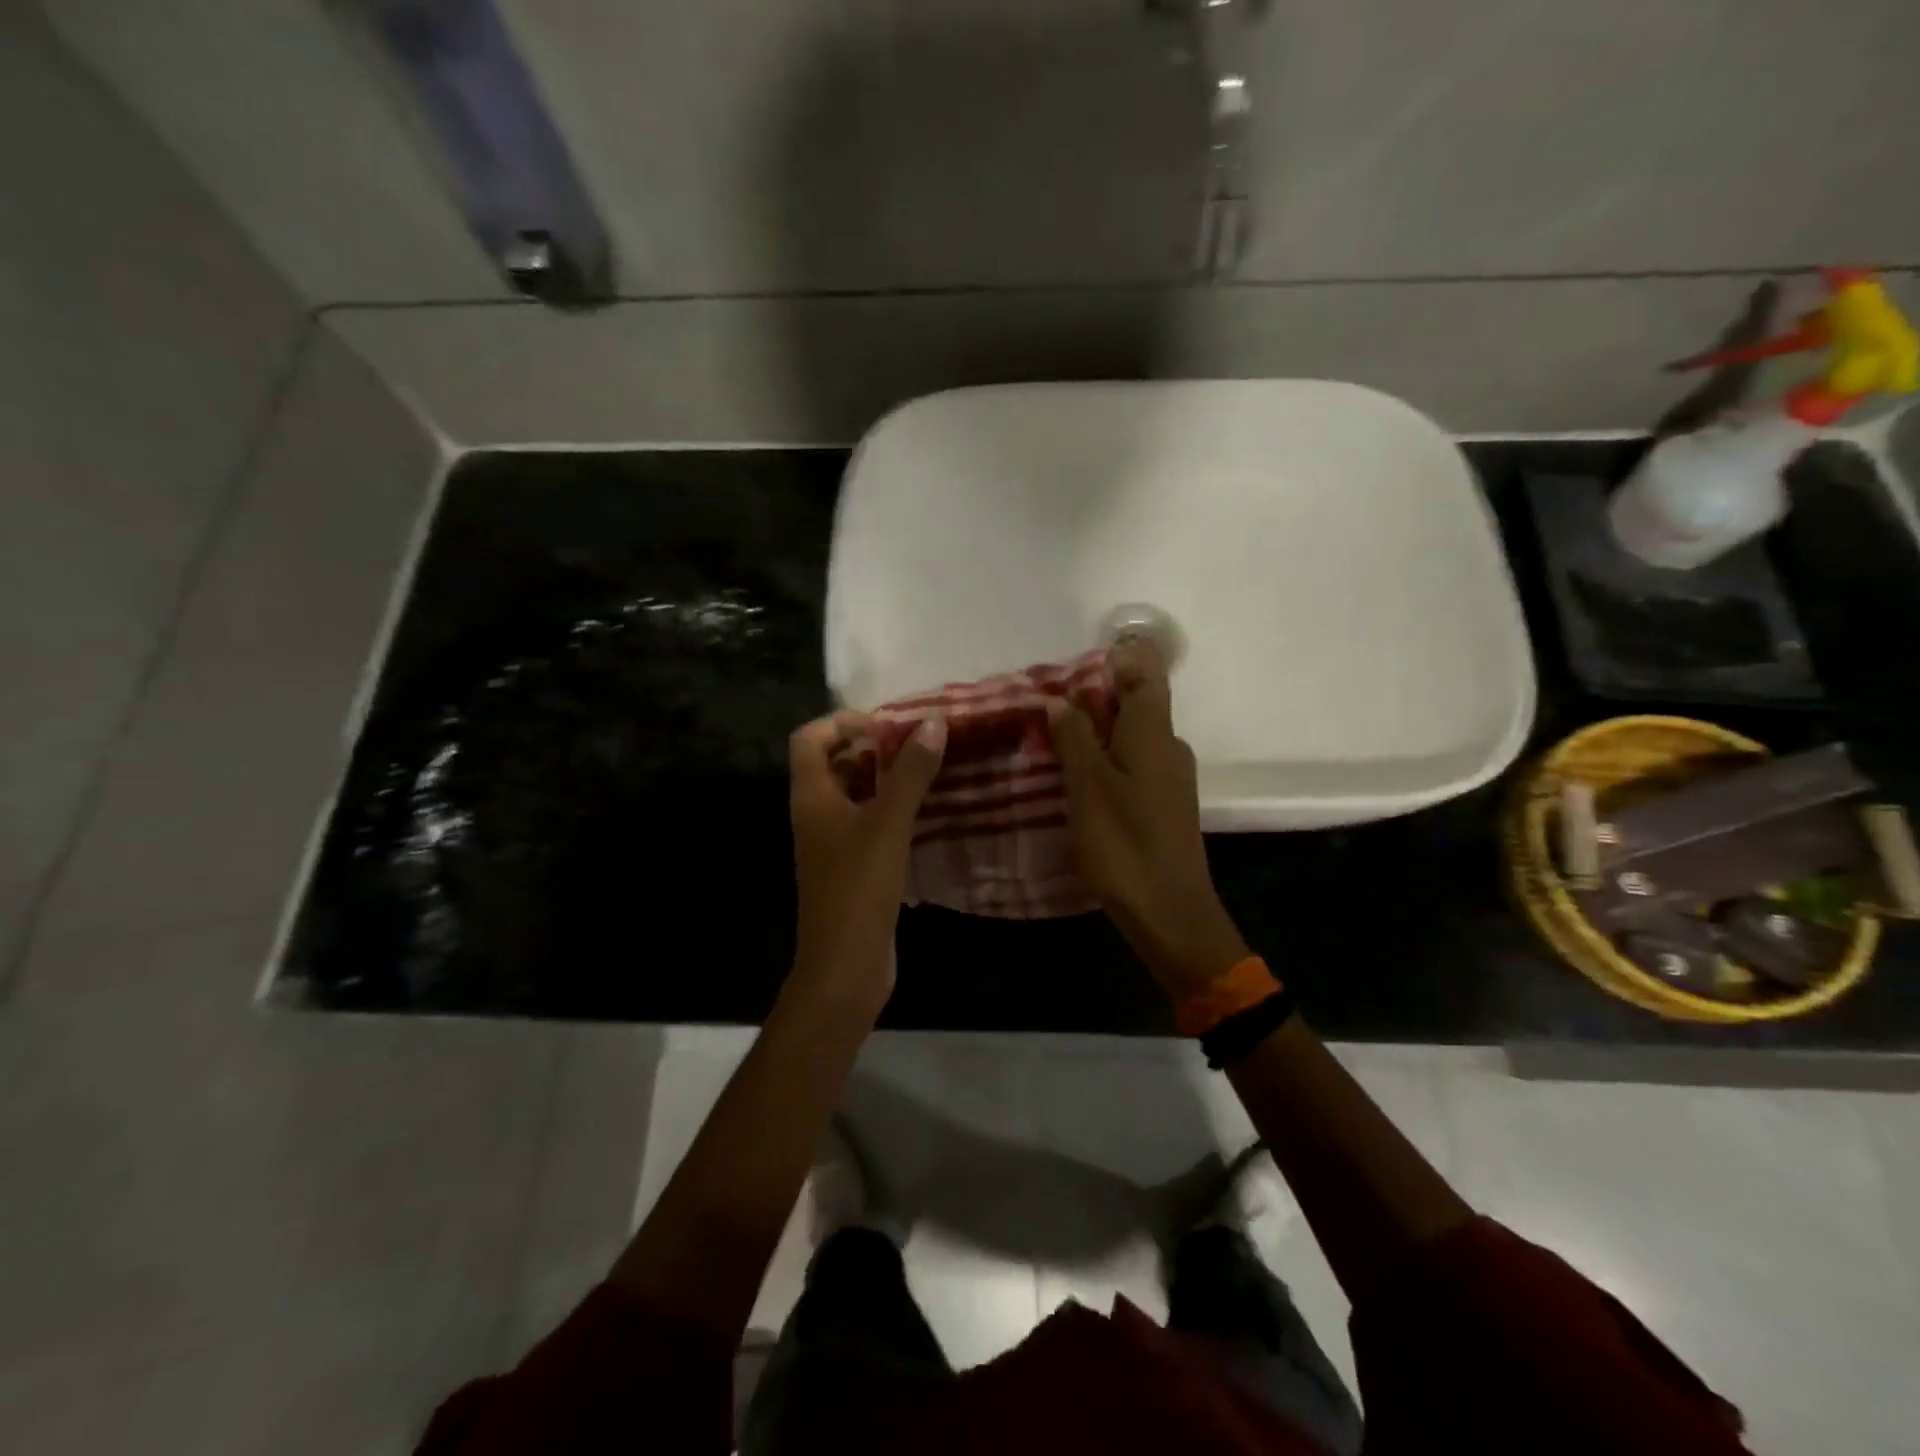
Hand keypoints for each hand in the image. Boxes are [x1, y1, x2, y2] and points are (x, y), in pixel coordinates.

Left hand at [788, 710, 946, 1006]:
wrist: (845, 966)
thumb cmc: (859, 888)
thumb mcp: (888, 823)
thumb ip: (910, 772)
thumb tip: (933, 722)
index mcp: (812, 796)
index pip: (810, 738)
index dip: (842, 722)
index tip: (886, 727)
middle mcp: (816, 813)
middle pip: (834, 762)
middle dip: (872, 747)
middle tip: (918, 744)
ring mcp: (834, 842)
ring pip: (856, 793)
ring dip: (887, 778)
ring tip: (930, 770)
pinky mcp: (854, 866)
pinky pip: (870, 822)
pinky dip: (893, 809)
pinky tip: (929, 811)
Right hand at [1045, 637, 1247, 998]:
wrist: (1170, 913)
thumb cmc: (1124, 843)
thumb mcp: (1088, 785)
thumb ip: (1074, 737)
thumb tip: (1060, 699)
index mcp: (1154, 733)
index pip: (1146, 674)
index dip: (1118, 658)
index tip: (1074, 661)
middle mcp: (1169, 747)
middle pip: (1136, 704)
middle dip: (1094, 696)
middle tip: (1046, 703)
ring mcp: (1170, 778)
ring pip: (1131, 738)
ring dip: (1096, 731)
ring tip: (1050, 738)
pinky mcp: (1164, 805)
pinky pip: (1133, 765)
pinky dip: (1105, 760)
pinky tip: (1075, 777)